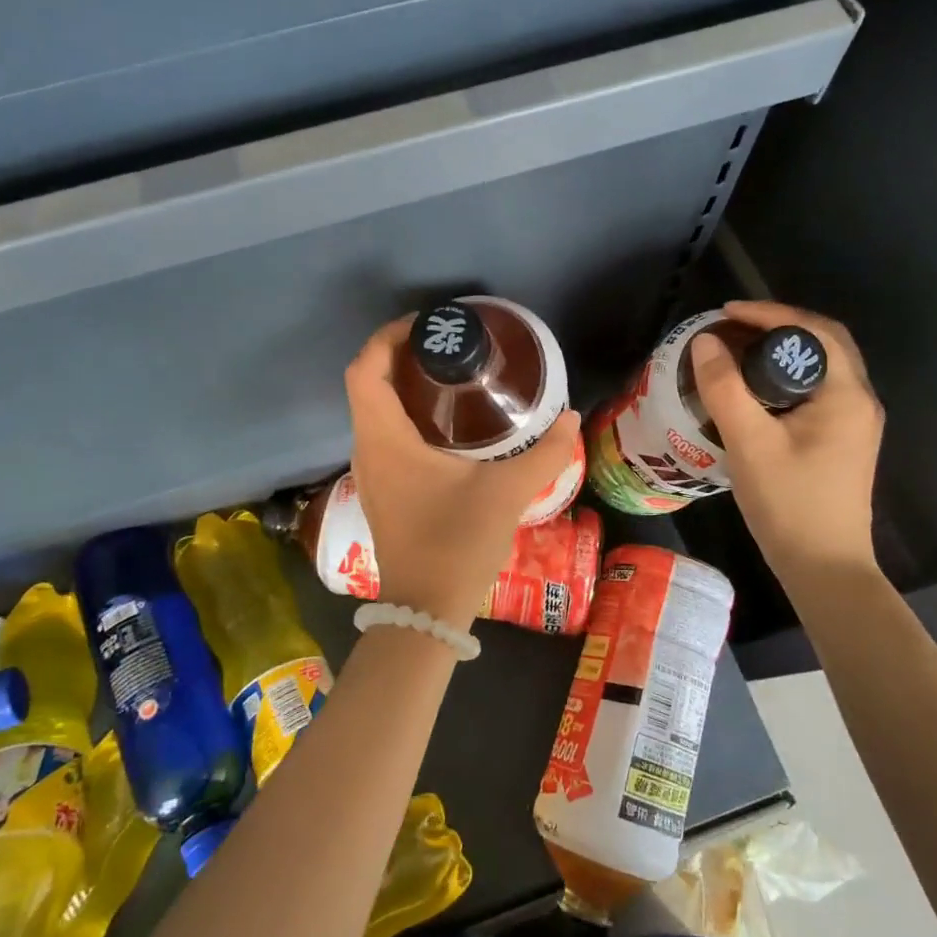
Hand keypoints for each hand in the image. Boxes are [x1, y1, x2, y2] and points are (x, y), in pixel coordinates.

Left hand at [344, 317, 582, 625]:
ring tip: (451, 375)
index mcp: (384, 439)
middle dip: (401, 355)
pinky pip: (383, 433)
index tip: (429, 326)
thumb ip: (546, 453)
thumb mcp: (506, 493)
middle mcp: (367, 448)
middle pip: (367, 384)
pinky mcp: (380, 488)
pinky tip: (447, 423)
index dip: (388, 337)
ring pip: (374, 410)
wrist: (425, 610)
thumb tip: (571, 416)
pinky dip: (406, 414)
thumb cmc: (456, 543)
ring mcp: (370, 471)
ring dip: (402, 385)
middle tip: (449, 345)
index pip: (365, 369)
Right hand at [689, 300, 883, 573]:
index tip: (726, 313)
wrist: (824, 568)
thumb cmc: (790, 504)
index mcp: (846, 394)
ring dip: (782, 353)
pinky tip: (754, 392)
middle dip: (777, 328)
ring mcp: (854, 424)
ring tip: (738, 353)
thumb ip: (725, 388)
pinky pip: (816, 392)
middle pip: (823, 344)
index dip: (770, 313)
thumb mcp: (749, 442)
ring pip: (820, 369)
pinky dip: (786, 378)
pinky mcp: (842, 442)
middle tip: (733, 328)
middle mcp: (859, 401)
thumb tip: (705, 342)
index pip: (814, 330)